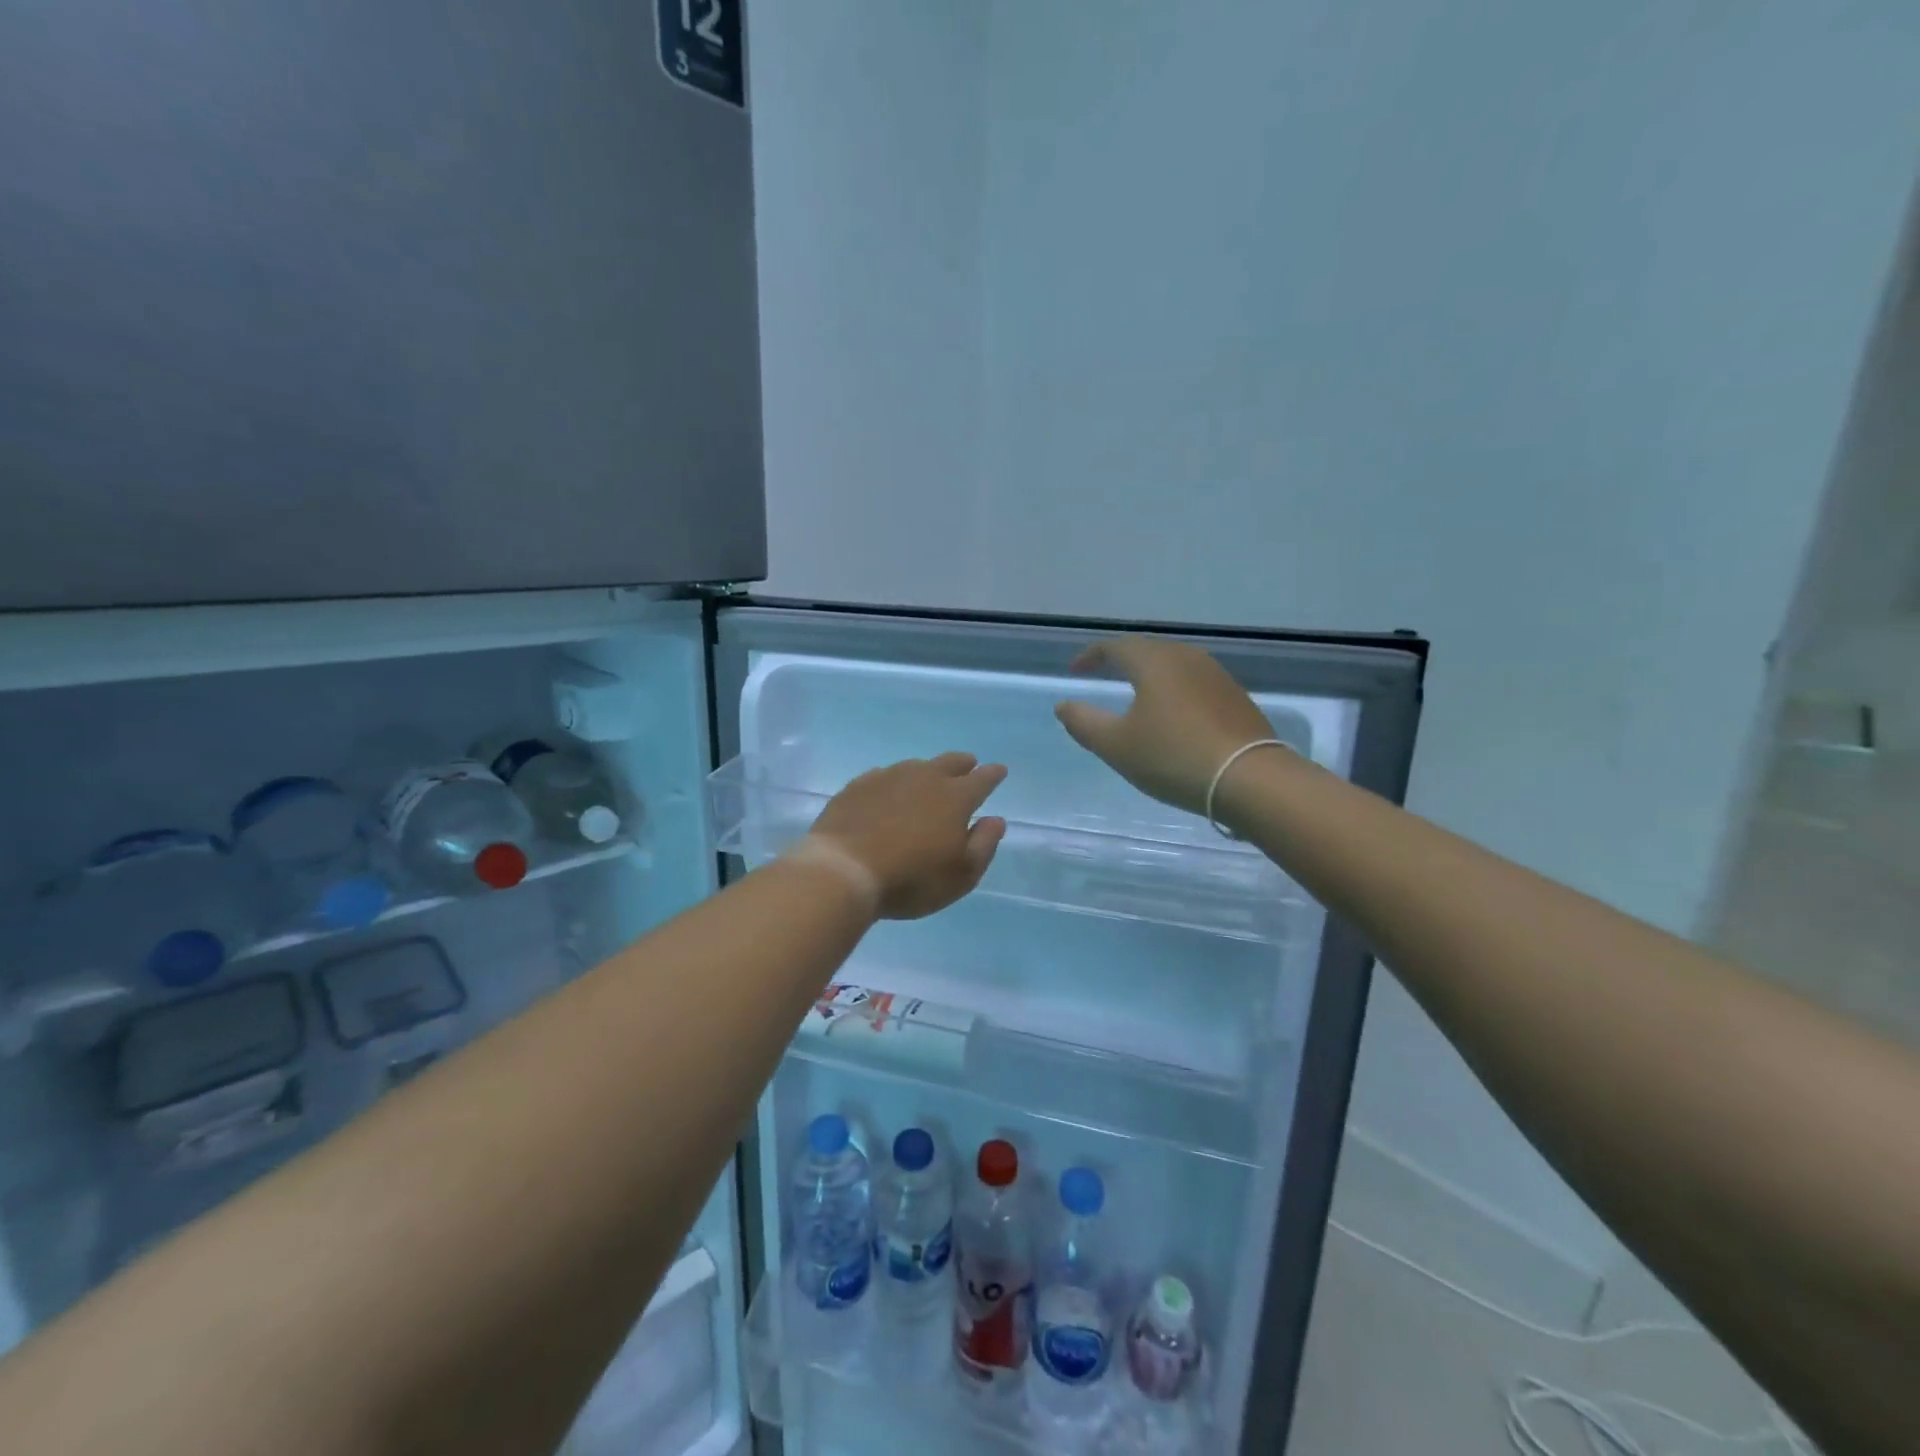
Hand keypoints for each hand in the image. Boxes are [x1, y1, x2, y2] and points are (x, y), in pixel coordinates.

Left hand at [810, 753, 1007, 919]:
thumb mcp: (962, 874)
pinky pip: (883, 776)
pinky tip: (888, 791)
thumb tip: (995, 820)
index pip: (982, 779)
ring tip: (928, 780)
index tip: (999, 770)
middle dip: (963, 764)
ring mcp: (887, 778)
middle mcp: (924, 778)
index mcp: (955, 797)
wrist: (843, 871)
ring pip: (915, 766)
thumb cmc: (912, 878)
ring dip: (927, 771)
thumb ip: (984, 844)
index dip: (993, 775)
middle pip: (949, 763)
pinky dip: (893, 782)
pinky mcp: (857, 787)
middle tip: (968, 765)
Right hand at [1054, 638, 1273, 815]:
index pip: (1115, 647)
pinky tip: (1173, 715)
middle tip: (1105, 676)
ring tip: (1136, 696)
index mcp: (1154, 662)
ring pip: (1173, 665)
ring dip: (1150, 675)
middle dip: (1122, 661)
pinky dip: (1174, 691)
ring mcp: (1216, 676)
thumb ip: (1084, 722)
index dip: (1091, 656)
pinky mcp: (1235, 697)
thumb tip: (1063, 705)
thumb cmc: (1173, 757)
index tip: (1076, 671)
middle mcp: (1186, 658)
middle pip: (1147, 650)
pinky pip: (1194, 683)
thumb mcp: (1116, 745)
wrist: (1251, 779)